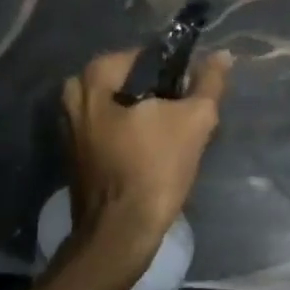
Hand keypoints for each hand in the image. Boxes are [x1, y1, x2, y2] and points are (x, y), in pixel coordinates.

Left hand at [61, 48, 232, 270]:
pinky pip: (105, 131)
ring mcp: (68, 128)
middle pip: (127, 82)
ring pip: (115, 107)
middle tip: (180, 115)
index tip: (190, 94)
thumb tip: (222, 55)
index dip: (172, 72)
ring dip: (141, 117)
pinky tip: (149, 154)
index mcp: (94, 78)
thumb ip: (209, 83)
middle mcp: (73, 96)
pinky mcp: (73, 155)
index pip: (142, 56)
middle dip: (154, 94)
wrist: (119, 233)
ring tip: (168, 137)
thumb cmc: (154, 169)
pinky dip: (126, 136)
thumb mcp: (194, 121)